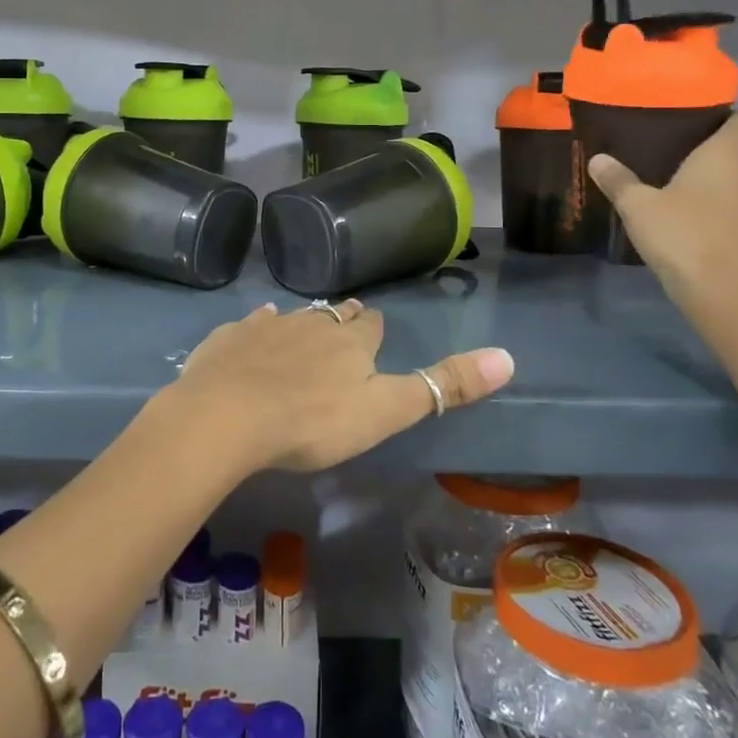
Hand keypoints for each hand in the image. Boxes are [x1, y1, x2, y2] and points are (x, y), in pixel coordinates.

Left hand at [160, 300, 513, 474]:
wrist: (228, 415)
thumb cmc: (313, 422)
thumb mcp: (386, 411)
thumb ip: (442, 386)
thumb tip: (508, 357)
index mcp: (350, 342)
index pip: (369, 325)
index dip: (372, 329)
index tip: (372, 332)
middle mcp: (311, 324)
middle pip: (332, 316)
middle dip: (340, 321)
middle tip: (342, 330)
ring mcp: (267, 327)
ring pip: (292, 317)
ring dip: (301, 324)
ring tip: (302, 333)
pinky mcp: (229, 337)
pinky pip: (250, 324)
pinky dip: (258, 327)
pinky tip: (255, 329)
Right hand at [587, 112, 737, 305]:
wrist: (726, 293)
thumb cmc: (682, 236)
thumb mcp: (638, 207)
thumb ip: (619, 181)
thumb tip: (598, 158)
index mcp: (725, 156)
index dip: (730, 115)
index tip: (706, 119)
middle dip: (730, 151)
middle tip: (695, 157)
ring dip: (736, 183)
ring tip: (703, 191)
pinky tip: (714, 223)